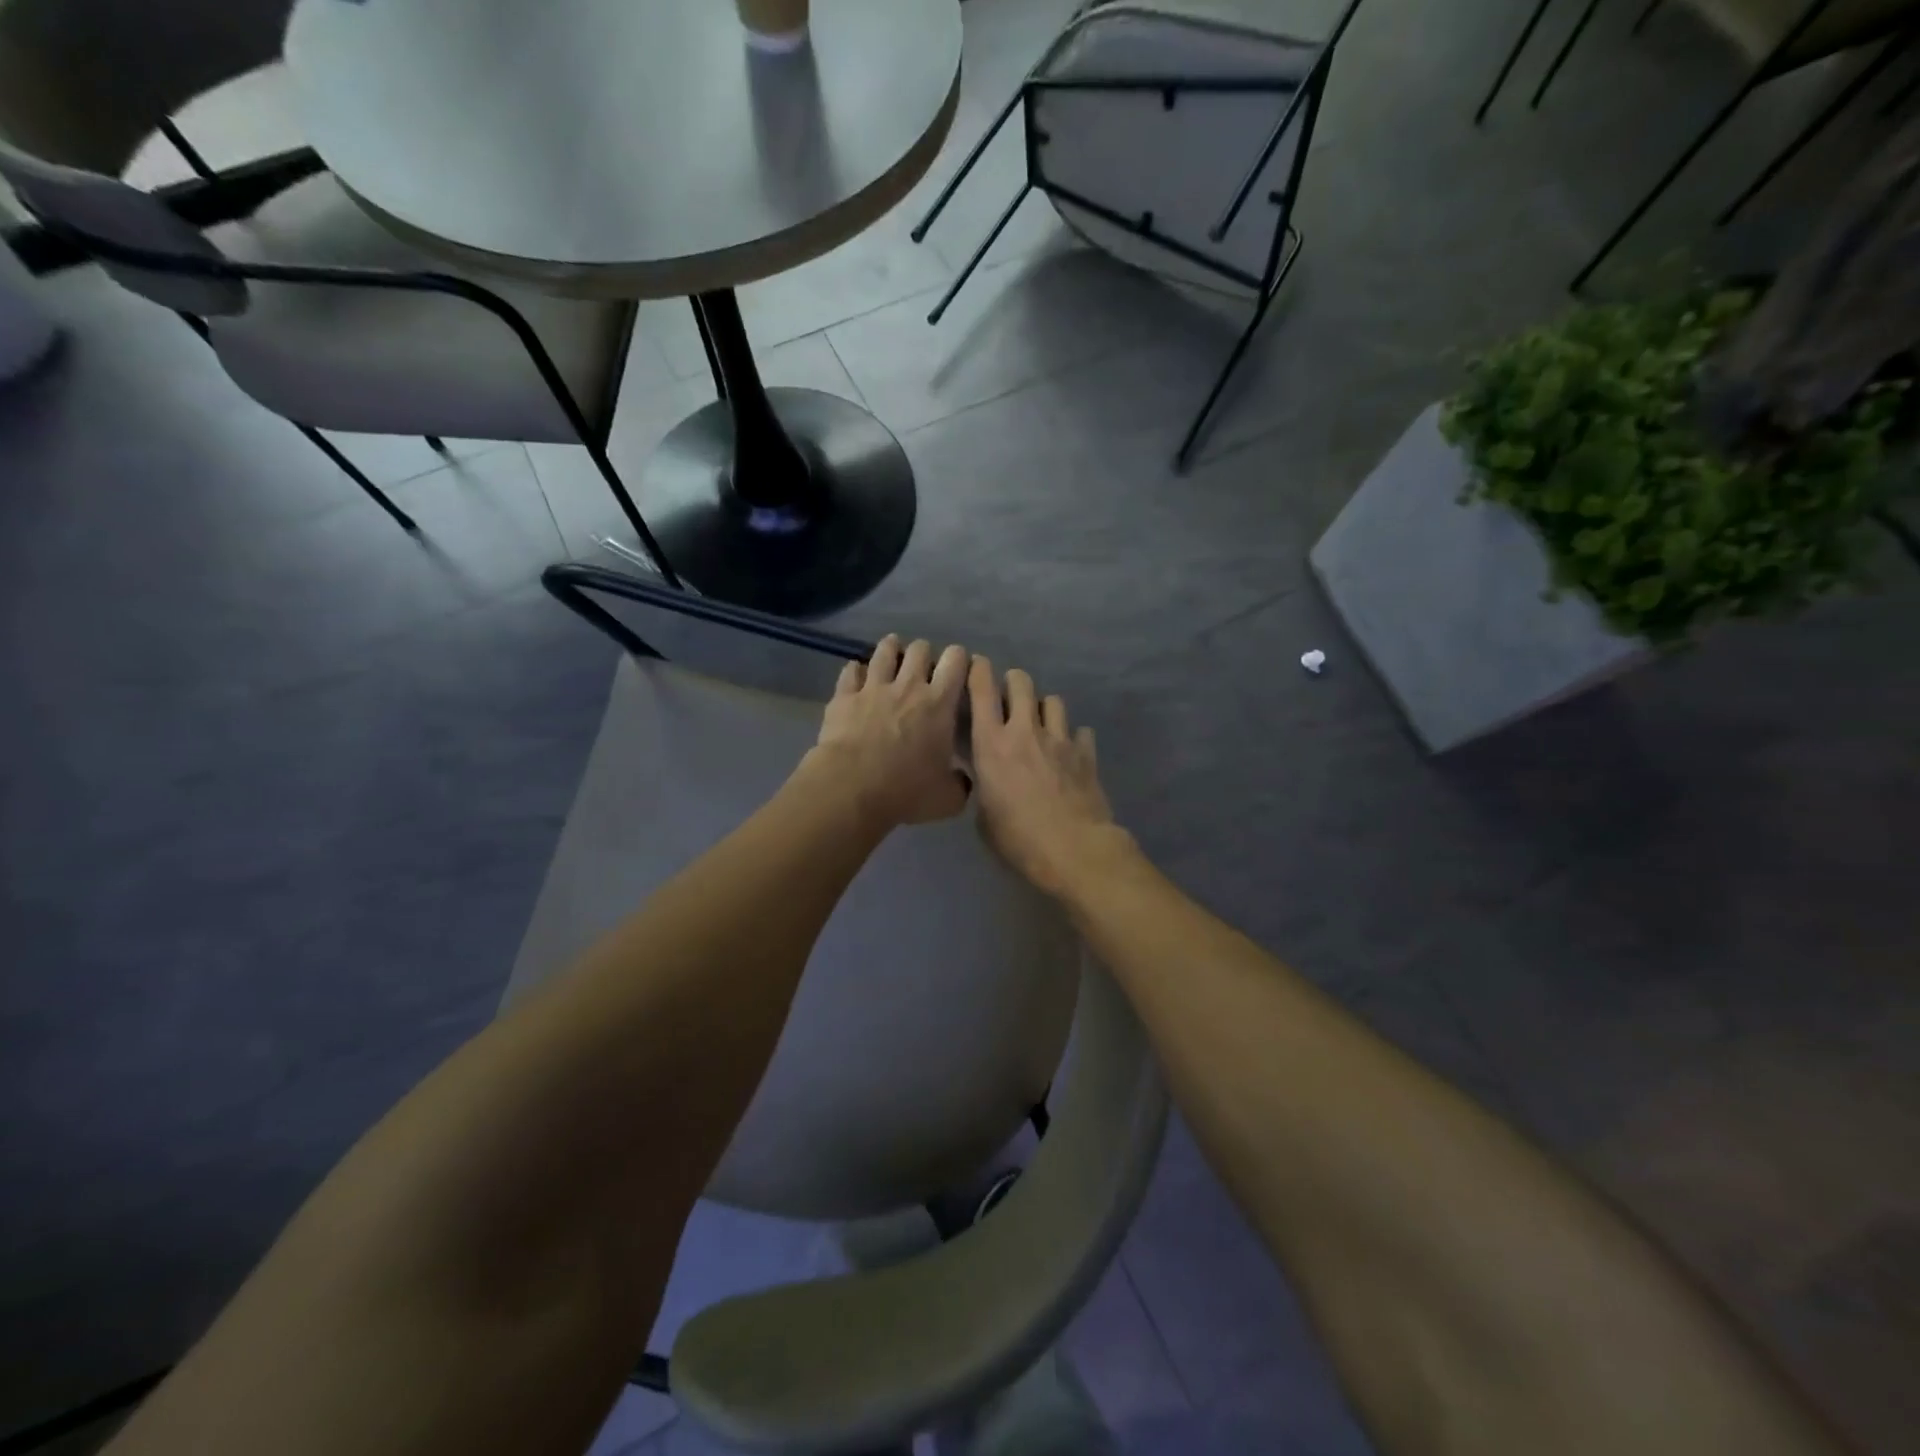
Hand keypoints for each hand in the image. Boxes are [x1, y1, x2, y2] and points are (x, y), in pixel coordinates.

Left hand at [808, 635, 970, 830]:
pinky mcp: (844, 696)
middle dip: (925, 654)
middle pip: (920, 649)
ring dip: (891, 649)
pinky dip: (856, 670)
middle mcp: (908, 686)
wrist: (851, 788)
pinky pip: (850, 671)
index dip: (960, 659)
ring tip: (893, 653)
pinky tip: (857, 674)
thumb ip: (961, 784)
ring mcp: (873, 687)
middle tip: (924, 668)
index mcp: (939, 703)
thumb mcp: (947, 799)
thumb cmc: (905, 790)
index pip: (957, 661)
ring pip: (885, 651)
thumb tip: (963, 780)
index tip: (959, 670)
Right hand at [967, 658, 1125, 895]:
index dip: (978, 671)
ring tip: (1041, 725)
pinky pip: (1080, 731)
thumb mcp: (984, 815)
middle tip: (1009, 698)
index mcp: (991, 744)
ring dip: (1043, 708)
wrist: (1073, 849)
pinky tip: (1070, 752)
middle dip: (1013, 683)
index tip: (976, 667)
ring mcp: (1059, 739)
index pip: (982, 690)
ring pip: (1053, 700)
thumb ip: (985, 785)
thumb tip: (988, 778)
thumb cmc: (1017, 838)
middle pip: (1021, 682)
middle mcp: (1025, 731)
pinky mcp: (1086, 753)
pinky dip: (1073, 737)